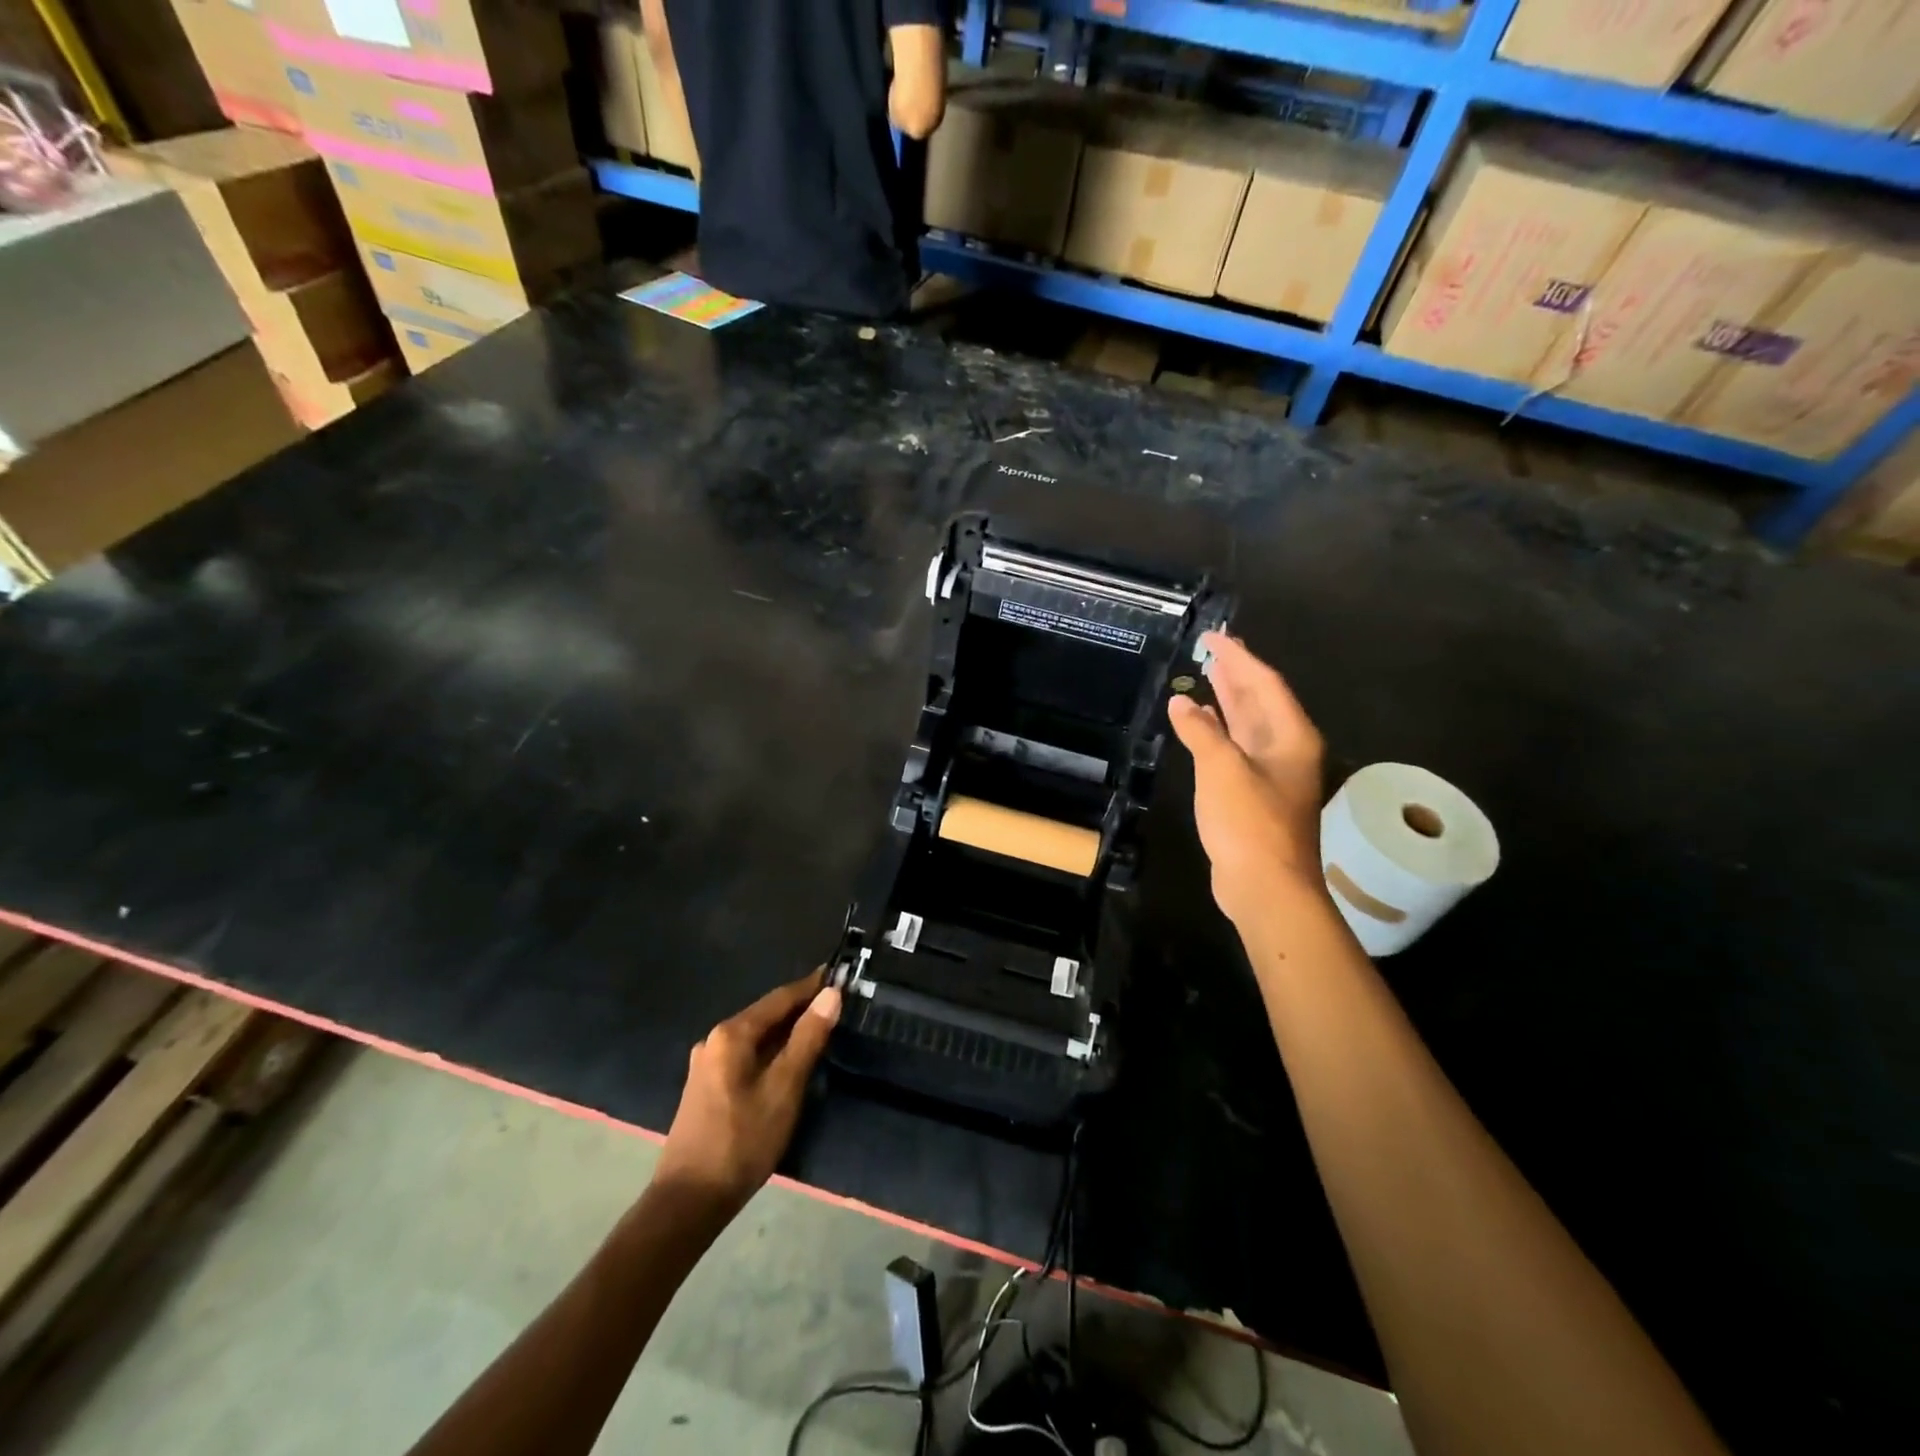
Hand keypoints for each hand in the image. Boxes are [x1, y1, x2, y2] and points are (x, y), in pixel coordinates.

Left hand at [654, 970, 841, 1217]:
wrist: (689, 1200)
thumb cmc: (743, 1140)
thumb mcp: (784, 1088)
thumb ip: (808, 1038)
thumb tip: (831, 994)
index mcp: (732, 1033)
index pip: (780, 997)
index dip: (811, 986)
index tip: (839, 974)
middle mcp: (715, 1039)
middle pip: (766, 1014)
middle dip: (800, 1007)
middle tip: (836, 1002)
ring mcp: (707, 1063)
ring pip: (756, 1036)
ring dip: (787, 1030)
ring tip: (820, 1029)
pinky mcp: (706, 1086)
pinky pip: (746, 1054)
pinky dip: (771, 1050)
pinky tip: (788, 1061)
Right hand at [1168, 632, 1326, 924]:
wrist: (1266, 886)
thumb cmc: (1249, 822)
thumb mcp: (1222, 769)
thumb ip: (1201, 731)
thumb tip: (1181, 701)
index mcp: (1290, 737)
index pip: (1264, 683)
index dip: (1238, 657)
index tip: (1214, 636)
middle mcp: (1287, 749)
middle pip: (1260, 700)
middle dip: (1236, 673)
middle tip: (1213, 648)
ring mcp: (1272, 773)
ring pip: (1249, 724)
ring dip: (1228, 700)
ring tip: (1206, 675)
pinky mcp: (1255, 794)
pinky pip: (1237, 747)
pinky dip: (1219, 731)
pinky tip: (1200, 724)